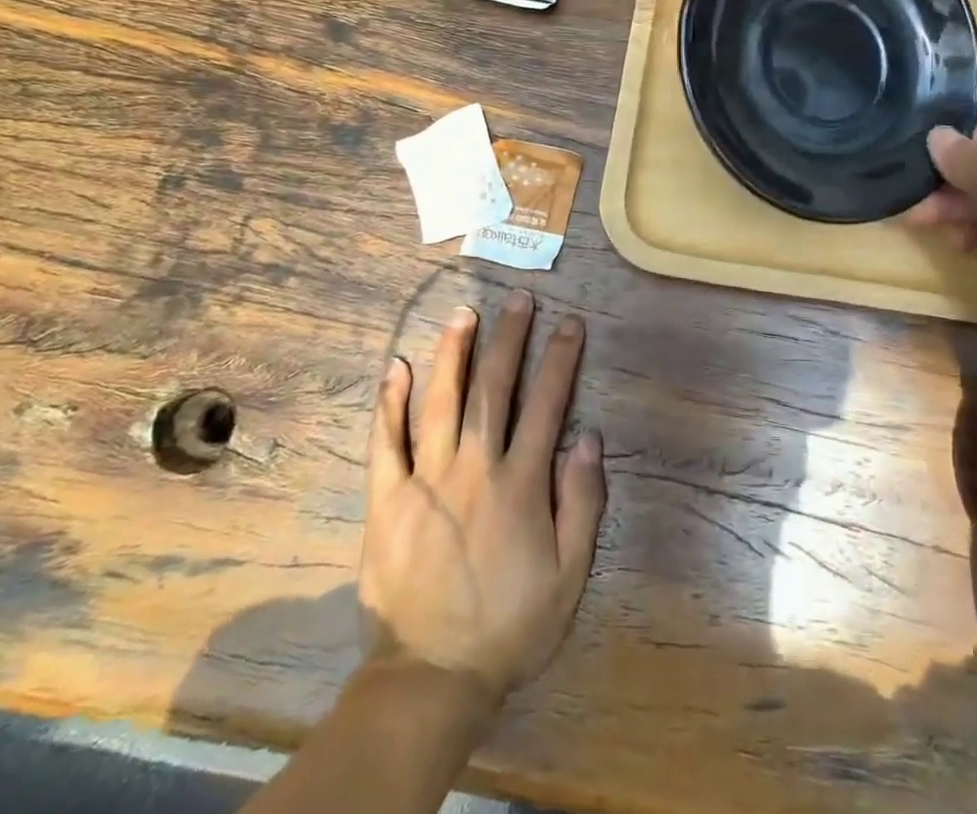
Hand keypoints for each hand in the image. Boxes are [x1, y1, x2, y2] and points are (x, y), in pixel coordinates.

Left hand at [361, 290, 605, 704]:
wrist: (431, 677)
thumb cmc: (510, 625)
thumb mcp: (570, 574)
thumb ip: (582, 502)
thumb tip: (589, 436)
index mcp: (521, 482)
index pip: (546, 403)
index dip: (560, 358)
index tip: (569, 322)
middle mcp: (475, 467)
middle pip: (494, 388)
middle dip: (509, 339)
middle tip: (518, 299)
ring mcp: (426, 479)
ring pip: (442, 401)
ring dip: (454, 353)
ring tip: (464, 314)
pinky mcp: (387, 500)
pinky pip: (386, 442)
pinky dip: (391, 402)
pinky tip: (397, 367)